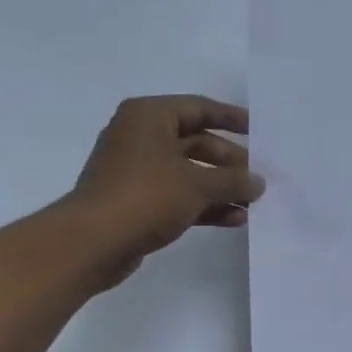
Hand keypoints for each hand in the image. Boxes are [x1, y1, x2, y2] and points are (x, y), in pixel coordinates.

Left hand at [67, 95, 265, 288]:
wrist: (93, 242)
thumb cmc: (145, 196)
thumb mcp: (197, 184)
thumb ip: (233, 181)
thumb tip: (259, 182)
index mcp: (149, 117)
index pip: (198, 108)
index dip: (231, 118)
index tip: (259, 130)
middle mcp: (141, 138)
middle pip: (196, 143)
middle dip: (229, 162)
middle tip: (259, 177)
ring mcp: (137, 172)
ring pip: (189, 173)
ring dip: (221, 187)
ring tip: (253, 202)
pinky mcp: (137, 203)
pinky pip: (179, 197)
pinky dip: (205, 205)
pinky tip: (234, 219)